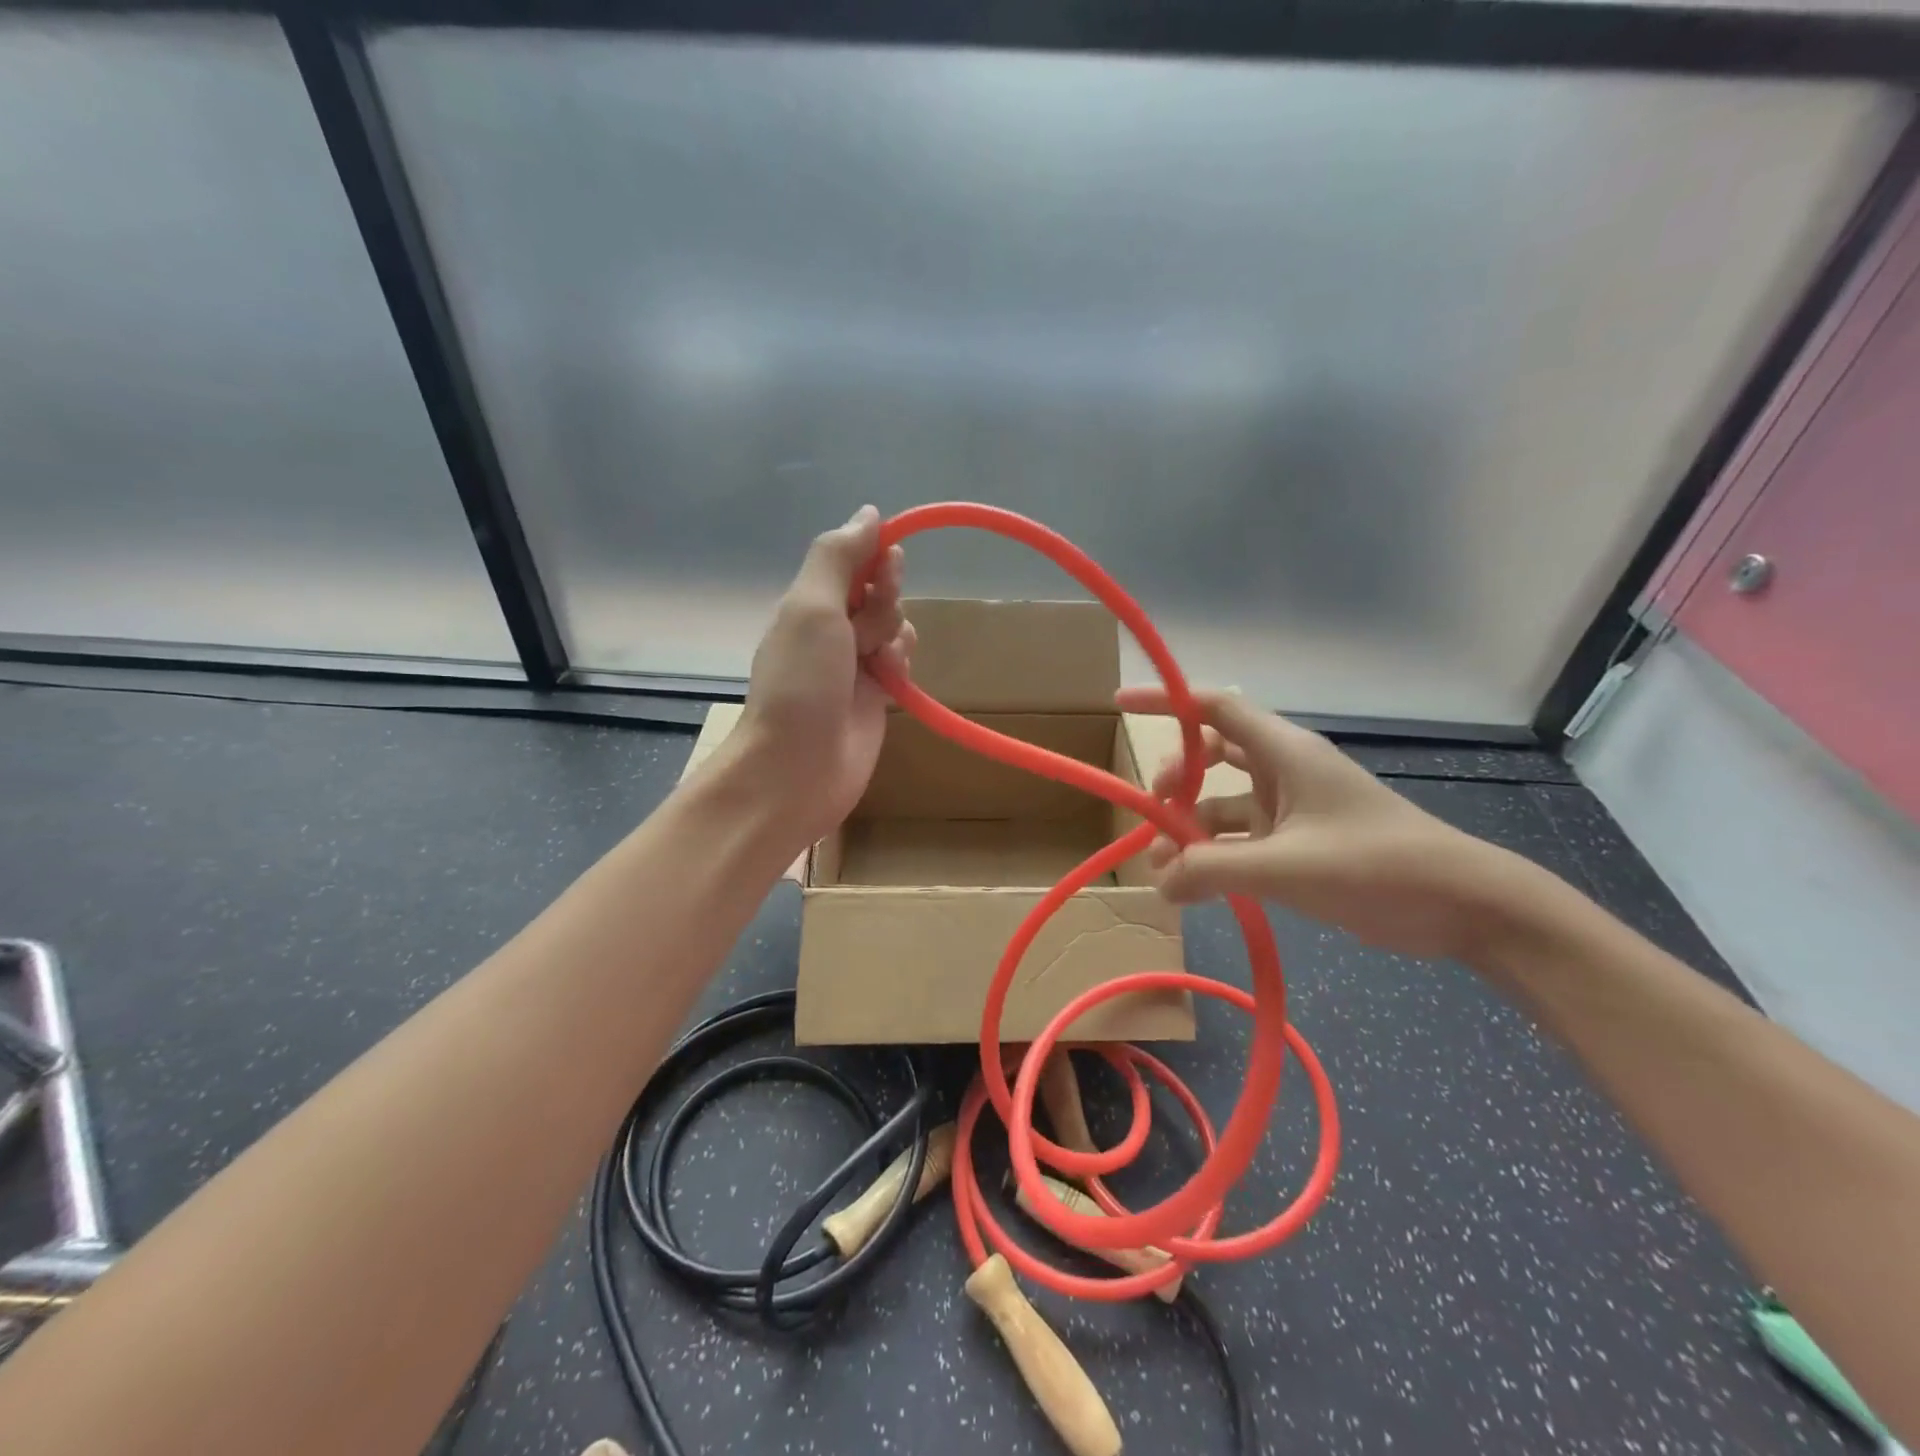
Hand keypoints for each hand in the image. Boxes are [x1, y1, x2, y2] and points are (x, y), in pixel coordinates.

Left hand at [732, 506, 913, 845]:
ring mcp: (854, 664)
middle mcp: (831, 628)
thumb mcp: (812, 607)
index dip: (876, 557)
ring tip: (878, 664)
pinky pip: (900, 661)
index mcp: (809, 602)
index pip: (853, 560)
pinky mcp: (876, 696)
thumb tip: (869, 513)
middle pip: (878, 592)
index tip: (887, 565)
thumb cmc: (801, 683)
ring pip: (894, 626)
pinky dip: (900, 663)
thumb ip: (838, 557)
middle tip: (868, 632)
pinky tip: (892, 680)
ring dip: (894, 636)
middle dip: (884, 603)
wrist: (798, 768)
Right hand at [1116, 686, 1532, 962]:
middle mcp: (1283, 772)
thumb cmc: (1376, 865)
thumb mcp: (1287, 868)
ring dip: (1191, 830)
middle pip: (1212, 756)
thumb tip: (1158, 883)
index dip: (1166, 701)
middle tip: (1155, 810)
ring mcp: (1291, 810)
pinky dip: (1215, 858)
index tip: (1120, 704)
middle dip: (1176, 779)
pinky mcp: (1299, 846)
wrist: (1461, 905)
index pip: (1213, 708)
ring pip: (1223, 805)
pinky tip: (1195, 889)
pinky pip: (1241, 841)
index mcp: (1284, 752)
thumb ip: (1213, 870)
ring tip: (1164, 870)